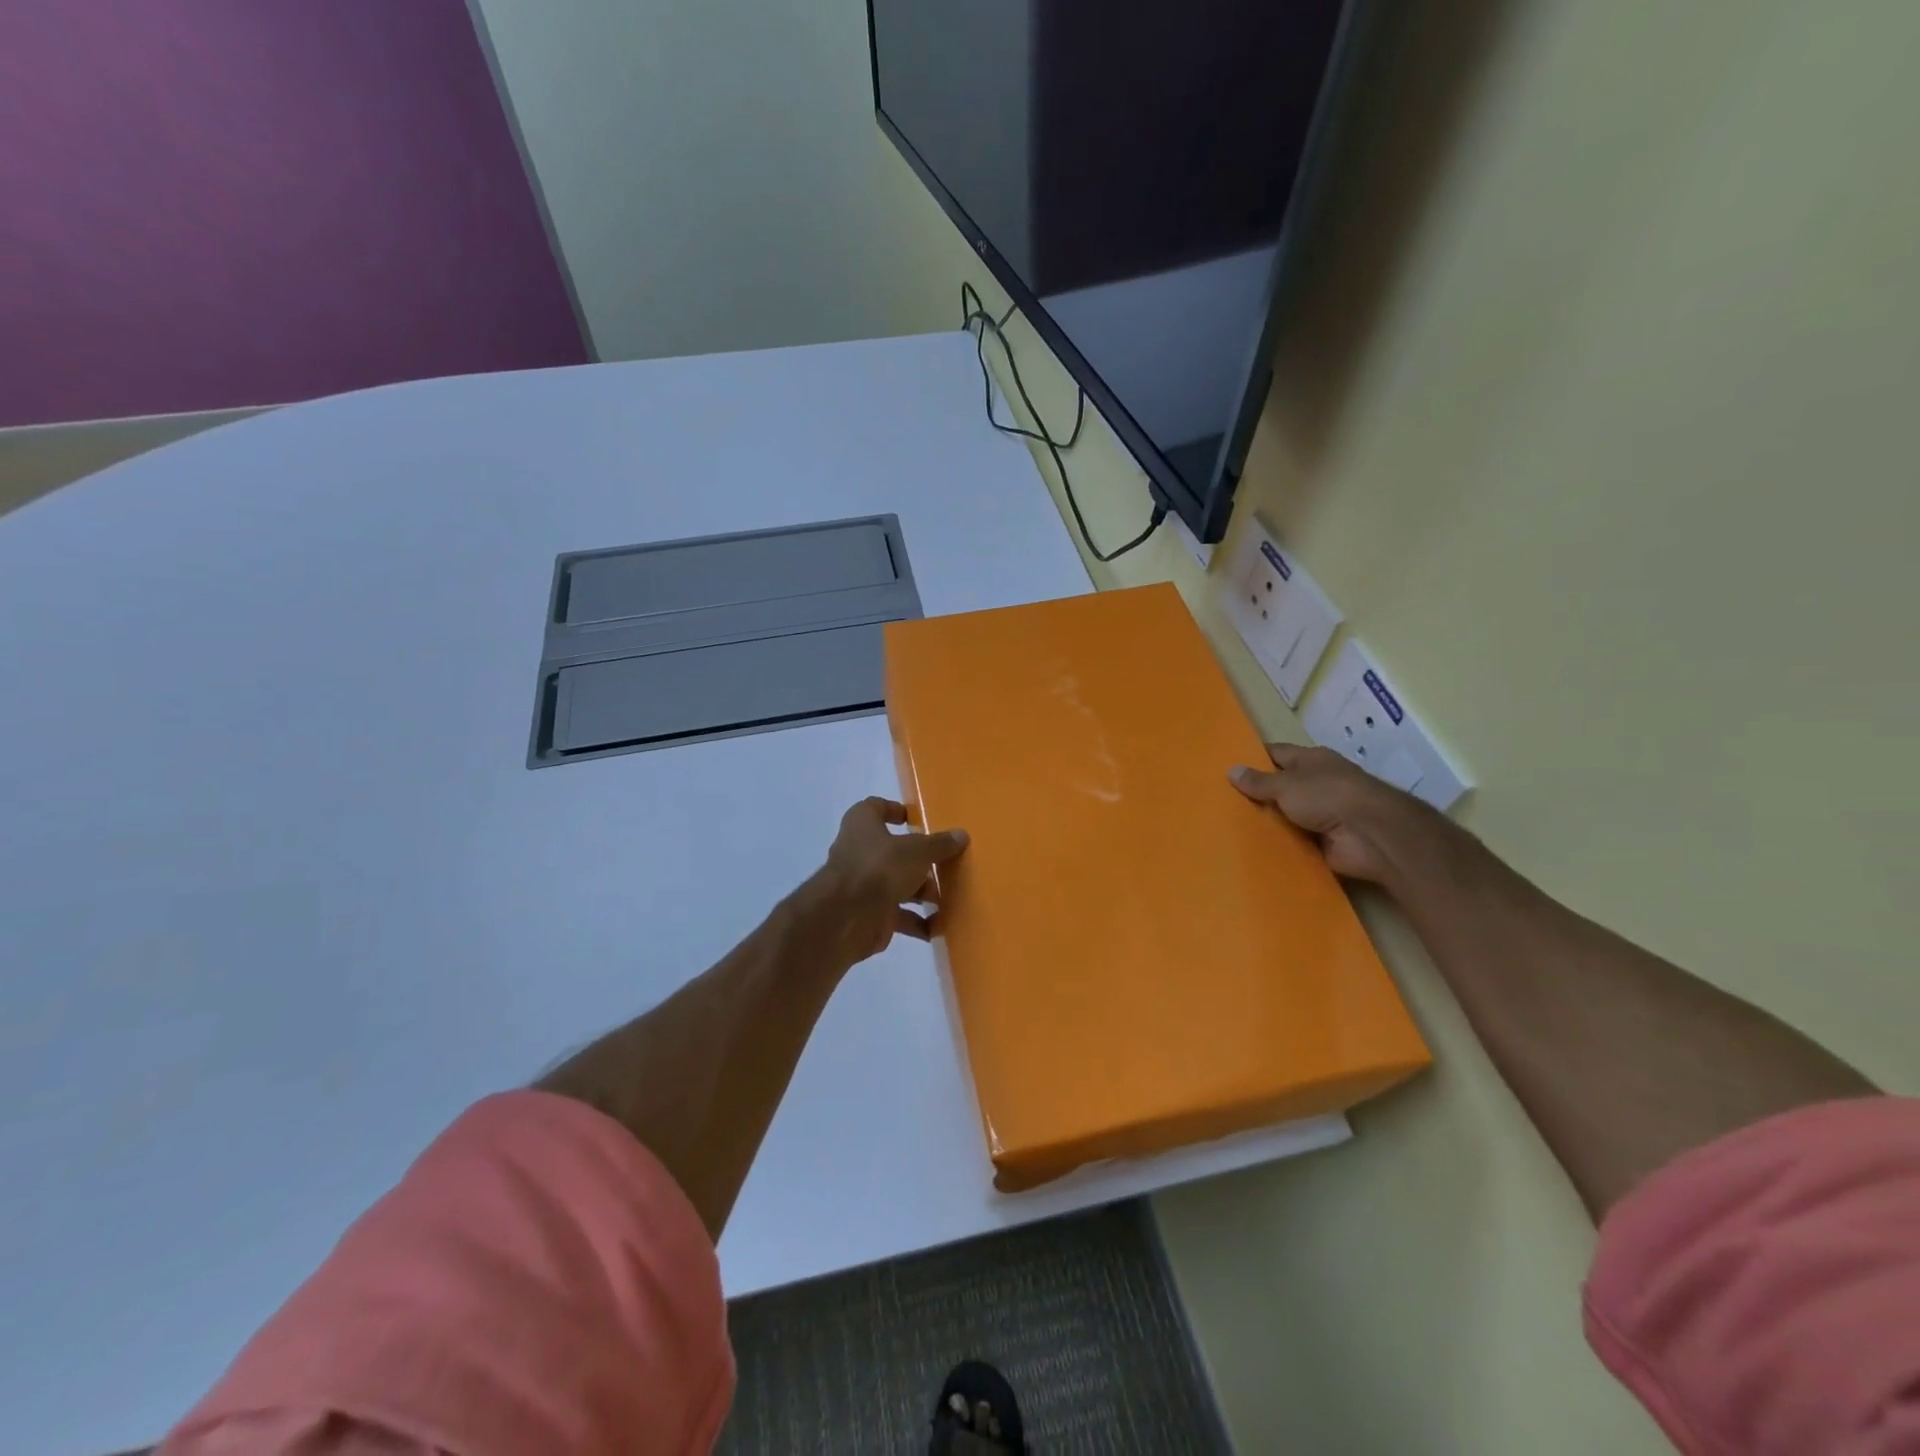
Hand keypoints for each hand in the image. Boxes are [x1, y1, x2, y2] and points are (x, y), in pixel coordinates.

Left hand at [806, 798, 969, 965]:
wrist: (847, 917)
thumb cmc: (880, 867)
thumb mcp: (917, 850)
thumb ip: (939, 844)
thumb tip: (961, 835)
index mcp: (863, 824)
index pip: (876, 808)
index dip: (896, 811)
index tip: (919, 821)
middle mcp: (859, 851)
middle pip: (893, 851)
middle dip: (920, 861)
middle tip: (946, 866)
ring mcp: (862, 884)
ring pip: (897, 884)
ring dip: (922, 893)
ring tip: (948, 899)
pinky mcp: (868, 914)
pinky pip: (897, 915)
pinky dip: (917, 922)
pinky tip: (938, 927)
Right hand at [1230, 743, 1425, 883]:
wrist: (1370, 835)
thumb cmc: (1327, 795)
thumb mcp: (1286, 784)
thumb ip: (1259, 781)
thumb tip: (1231, 770)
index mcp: (1312, 761)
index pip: (1277, 754)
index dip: (1254, 758)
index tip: (1228, 766)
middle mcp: (1318, 784)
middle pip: (1281, 786)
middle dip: (1257, 793)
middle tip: (1221, 800)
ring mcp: (1323, 814)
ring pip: (1286, 815)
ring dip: (1267, 821)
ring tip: (1229, 825)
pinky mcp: (1324, 841)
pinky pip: (1294, 841)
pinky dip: (1278, 844)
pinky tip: (1252, 847)